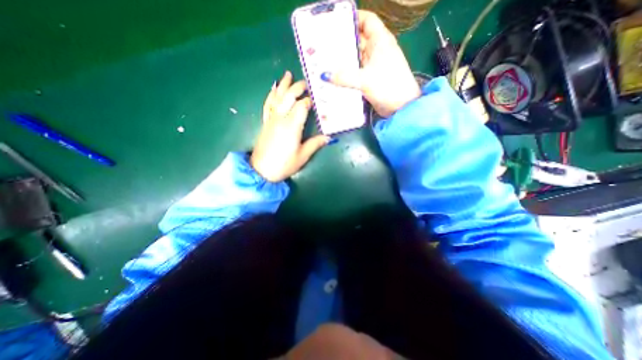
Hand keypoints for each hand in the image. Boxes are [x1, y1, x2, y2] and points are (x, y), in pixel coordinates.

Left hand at [250, 70, 329, 182]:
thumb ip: (315, 144)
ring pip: (277, 98)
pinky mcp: (265, 123)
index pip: (301, 106)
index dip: (309, 101)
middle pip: (288, 97)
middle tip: (305, 82)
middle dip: (297, 88)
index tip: (316, 98)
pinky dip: (271, 95)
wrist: (261, 171)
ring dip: (283, 86)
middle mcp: (280, 119)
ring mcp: (271, 119)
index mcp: (292, 126)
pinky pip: (267, 105)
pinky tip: (274, 89)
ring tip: (288, 75)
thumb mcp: (303, 156)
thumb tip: (329, 137)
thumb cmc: (284, 164)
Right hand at [321, 10, 422, 115]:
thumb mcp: (365, 80)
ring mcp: (373, 66)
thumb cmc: (388, 86)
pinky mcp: (369, 80)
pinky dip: (346, 74)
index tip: (335, 23)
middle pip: (357, 40)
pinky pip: (355, 73)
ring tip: (324, 60)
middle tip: (323, 45)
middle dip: (342, 41)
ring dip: (342, 60)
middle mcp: (376, 51)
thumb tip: (324, 76)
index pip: (367, 20)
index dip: (353, 18)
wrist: (401, 108)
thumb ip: (345, 77)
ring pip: (355, 58)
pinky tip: (334, 77)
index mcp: (380, 41)